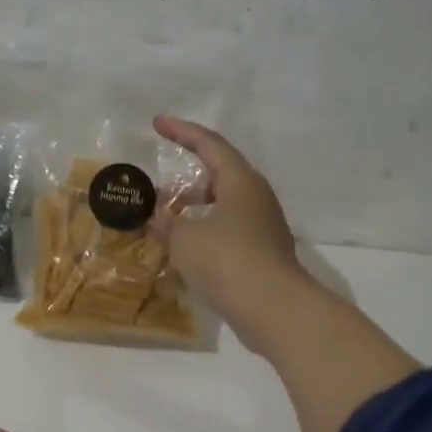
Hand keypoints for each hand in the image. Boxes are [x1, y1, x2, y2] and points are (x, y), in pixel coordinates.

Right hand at [152, 115, 320, 353]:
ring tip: (167, 223)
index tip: (158, 122)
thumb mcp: (185, 239)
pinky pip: (227, 232)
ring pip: (223, 206)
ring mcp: (263, 227)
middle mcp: (256, 198)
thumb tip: (158, 216)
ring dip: (194, 210)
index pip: (209, 144)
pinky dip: (204, 233)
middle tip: (159, 193)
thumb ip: (168, 224)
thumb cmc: (226, 260)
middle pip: (219, 175)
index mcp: (240, 181)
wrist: (273, 309)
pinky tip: (185, 252)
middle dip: (187, 181)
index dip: (181, 131)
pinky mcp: (262, 254)